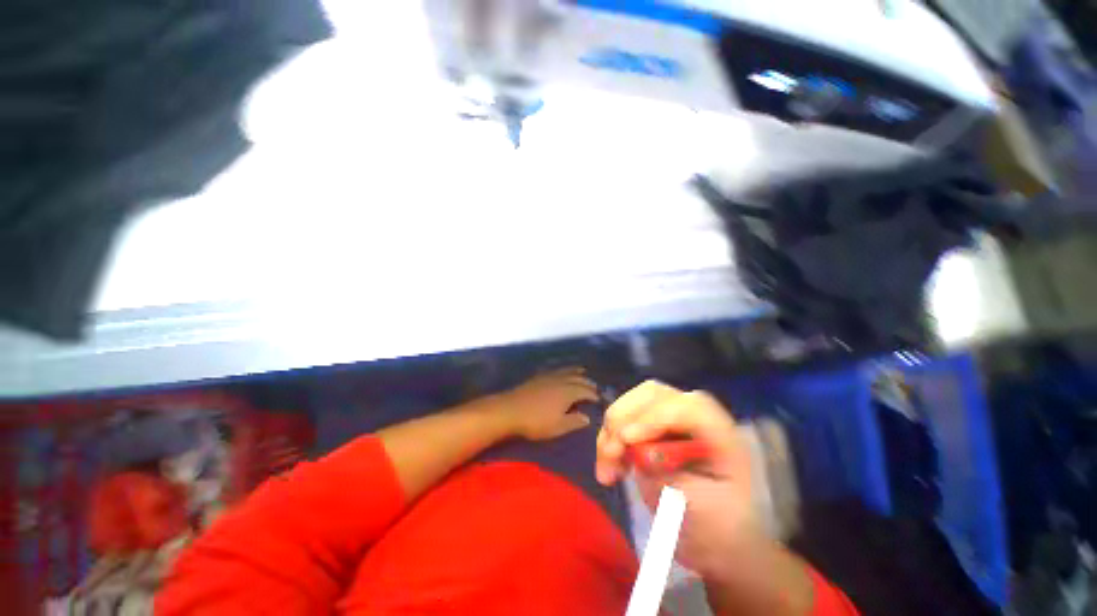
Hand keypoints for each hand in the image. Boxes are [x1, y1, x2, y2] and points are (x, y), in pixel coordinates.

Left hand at [491, 368, 598, 440]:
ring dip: (576, 372)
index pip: (585, 391)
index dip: (593, 394)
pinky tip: (560, 371)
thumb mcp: (558, 427)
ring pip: (566, 371)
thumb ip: (574, 421)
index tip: (599, 398)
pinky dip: (562, 369)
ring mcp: (548, 377)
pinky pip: (555, 370)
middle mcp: (561, 381)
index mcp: (568, 392)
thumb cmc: (536, 422)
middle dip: (587, 382)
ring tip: (582, 371)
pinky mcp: (538, 377)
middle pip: (577, 379)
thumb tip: (588, 417)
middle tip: (594, 386)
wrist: (511, 410)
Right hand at [595, 381, 764, 580]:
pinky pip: (622, 419)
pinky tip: (608, 467)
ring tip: (606, 468)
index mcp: (720, 432)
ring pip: (632, 402)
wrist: (716, 534)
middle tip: (610, 454)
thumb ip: (672, 477)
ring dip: (611, 429)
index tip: (626, 440)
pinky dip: (608, 438)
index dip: (653, 418)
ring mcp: (670, 416)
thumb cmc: (718, 526)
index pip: (685, 408)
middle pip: (652, 395)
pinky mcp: (651, 424)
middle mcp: (694, 414)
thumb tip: (639, 450)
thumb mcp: (702, 510)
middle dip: (624, 418)